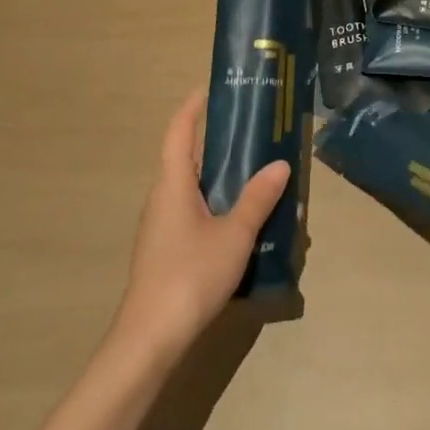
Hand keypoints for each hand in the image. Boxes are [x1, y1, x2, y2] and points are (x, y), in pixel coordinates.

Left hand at [112, 89, 290, 358]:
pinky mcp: (167, 250)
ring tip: (258, 171)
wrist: (149, 341)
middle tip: (254, 129)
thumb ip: (257, 198)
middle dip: (217, 141)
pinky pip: (194, 211)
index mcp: (172, 184)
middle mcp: (163, 199)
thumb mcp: (233, 235)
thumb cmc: (189, 276)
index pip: (179, 132)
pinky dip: (217, 203)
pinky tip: (245, 218)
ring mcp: (162, 227)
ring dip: (221, 176)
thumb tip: (279, 163)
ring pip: (193, 187)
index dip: (192, 107)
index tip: (211, 87)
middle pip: (188, 158)